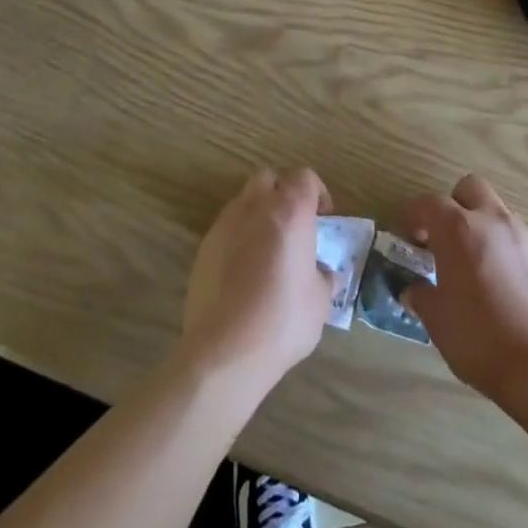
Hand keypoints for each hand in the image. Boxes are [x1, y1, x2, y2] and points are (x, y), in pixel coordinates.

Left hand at [179, 168, 334, 398]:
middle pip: (269, 178)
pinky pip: (226, 229)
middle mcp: (256, 206)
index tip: (323, 216)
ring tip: (267, 249)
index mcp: (291, 210)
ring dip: (258, 214)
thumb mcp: (319, 302)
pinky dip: (238, 238)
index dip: (316, 192)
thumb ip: (323, 278)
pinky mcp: (204, 248)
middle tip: (293, 224)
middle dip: (282, 193)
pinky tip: (244, 271)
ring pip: (244, 201)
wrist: (224, 351)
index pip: (305, 177)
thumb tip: (323, 274)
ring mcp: (225, 224)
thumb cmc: (282, 320)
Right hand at [402, 174, 527, 402]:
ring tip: (476, 266)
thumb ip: (422, 296)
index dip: (414, 216)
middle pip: (469, 189)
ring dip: (482, 227)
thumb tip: (414, 290)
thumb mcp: (437, 321)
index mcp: (458, 229)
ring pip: (496, 211)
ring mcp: (522, 233)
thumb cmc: (480, 339)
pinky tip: (504, 283)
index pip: (428, 203)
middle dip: (454, 206)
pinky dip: (504, 248)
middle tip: (446, 240)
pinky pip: (517, 237)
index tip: (409, 238)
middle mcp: (491, 219)